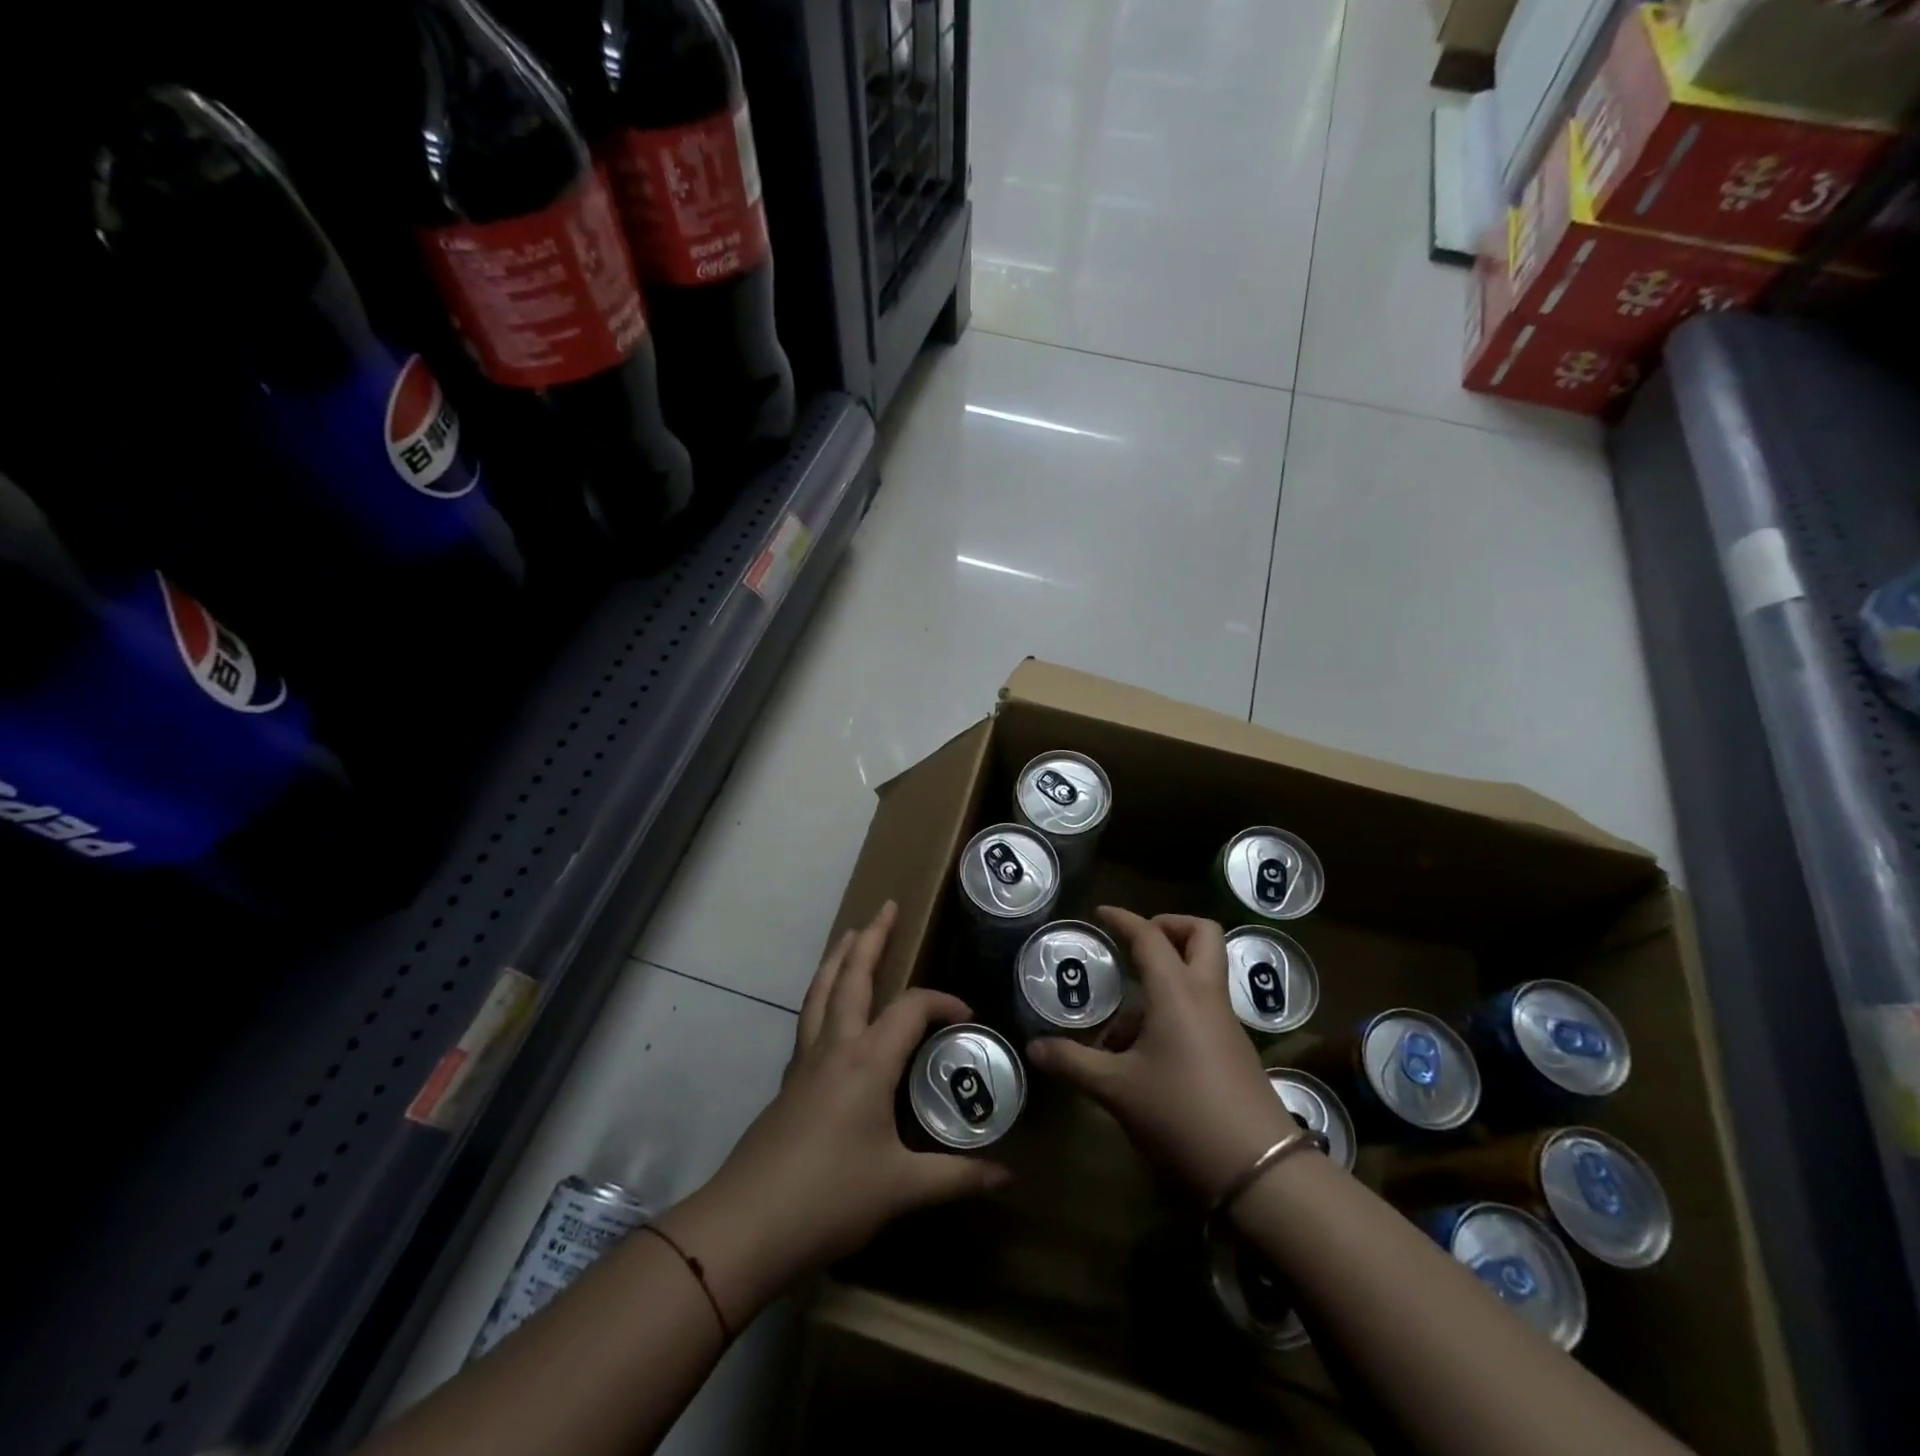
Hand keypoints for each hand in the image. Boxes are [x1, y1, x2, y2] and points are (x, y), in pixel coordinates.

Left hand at [659, 902, 1009, 1325]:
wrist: (747, 1224)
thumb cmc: (830, 1198)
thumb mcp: (902, 1188)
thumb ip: (956, 1176)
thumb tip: (1006, 1175)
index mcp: (868, 1061)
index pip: (911, 1008)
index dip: (942, 1002)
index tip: (967, 1016)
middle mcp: (835, 1046)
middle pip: (853, 977)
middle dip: (872, 938)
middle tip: (887, 907)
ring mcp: (805, 1061)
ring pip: (821, 991)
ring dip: (838, 957)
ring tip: (850, 932)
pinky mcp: (788, 1080)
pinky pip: (808, 1018)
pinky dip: (822, 993)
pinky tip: (827, 1006)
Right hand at [1026, 907, 1296, 1202]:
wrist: (1259, 1170)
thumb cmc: (1181, 1114)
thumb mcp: (1116, 1089)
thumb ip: (1073, 1062)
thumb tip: (1034, 1048)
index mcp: (1177, 991)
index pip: (1149, 935)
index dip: (1123, 919)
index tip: (1100, 912)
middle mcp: (1206, 995)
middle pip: (1201, 934)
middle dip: (1169, 926)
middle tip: (1136, 944)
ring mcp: (1226, 1022)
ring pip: (1202, 972)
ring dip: (1168, 973)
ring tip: (1125, 1019)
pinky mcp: (1235, 1049)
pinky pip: (1204, 1006)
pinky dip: (1176, 1006)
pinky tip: (1146, 1051)